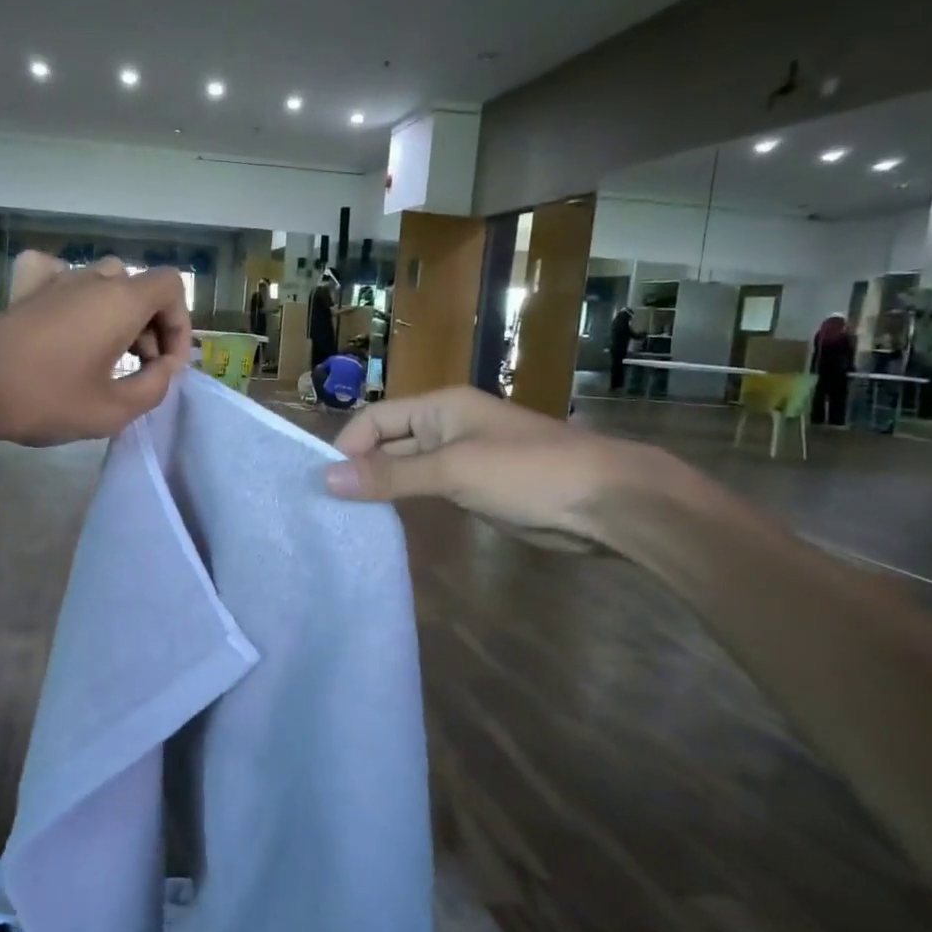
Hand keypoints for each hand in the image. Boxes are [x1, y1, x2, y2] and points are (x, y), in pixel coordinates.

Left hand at [0, 252, 190, 444]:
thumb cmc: (46, 397)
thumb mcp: (113, 409)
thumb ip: (154, 388)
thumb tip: (163, 369)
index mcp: (120, 300)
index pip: (171, 286)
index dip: (179, 324)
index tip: (166, 365)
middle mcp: (92, 280)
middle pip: (139, 287)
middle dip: (152, 326)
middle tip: (141, 369)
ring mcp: (56, 281)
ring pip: (105, 282)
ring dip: (118, 314)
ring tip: (109, 355)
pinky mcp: (26, 291)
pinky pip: (62, 277)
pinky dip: (76, 295)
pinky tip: (69, 321)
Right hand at [322, 385, 671, 538]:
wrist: (606, 503)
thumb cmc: (528, 472)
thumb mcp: (453, 470)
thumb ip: (390, 476)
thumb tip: (326, 479)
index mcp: (440, 407)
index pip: (375, 419)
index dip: (348, 447)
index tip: (325, 485)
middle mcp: (445, 427)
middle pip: (387, 442)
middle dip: (360, 469)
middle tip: (327, 507)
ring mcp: (461, 458)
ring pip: (406, 468)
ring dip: (381, 487)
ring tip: (346, 518)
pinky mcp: (475, 488)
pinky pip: (427, 489)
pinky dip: (406, 502)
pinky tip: (384, 524)